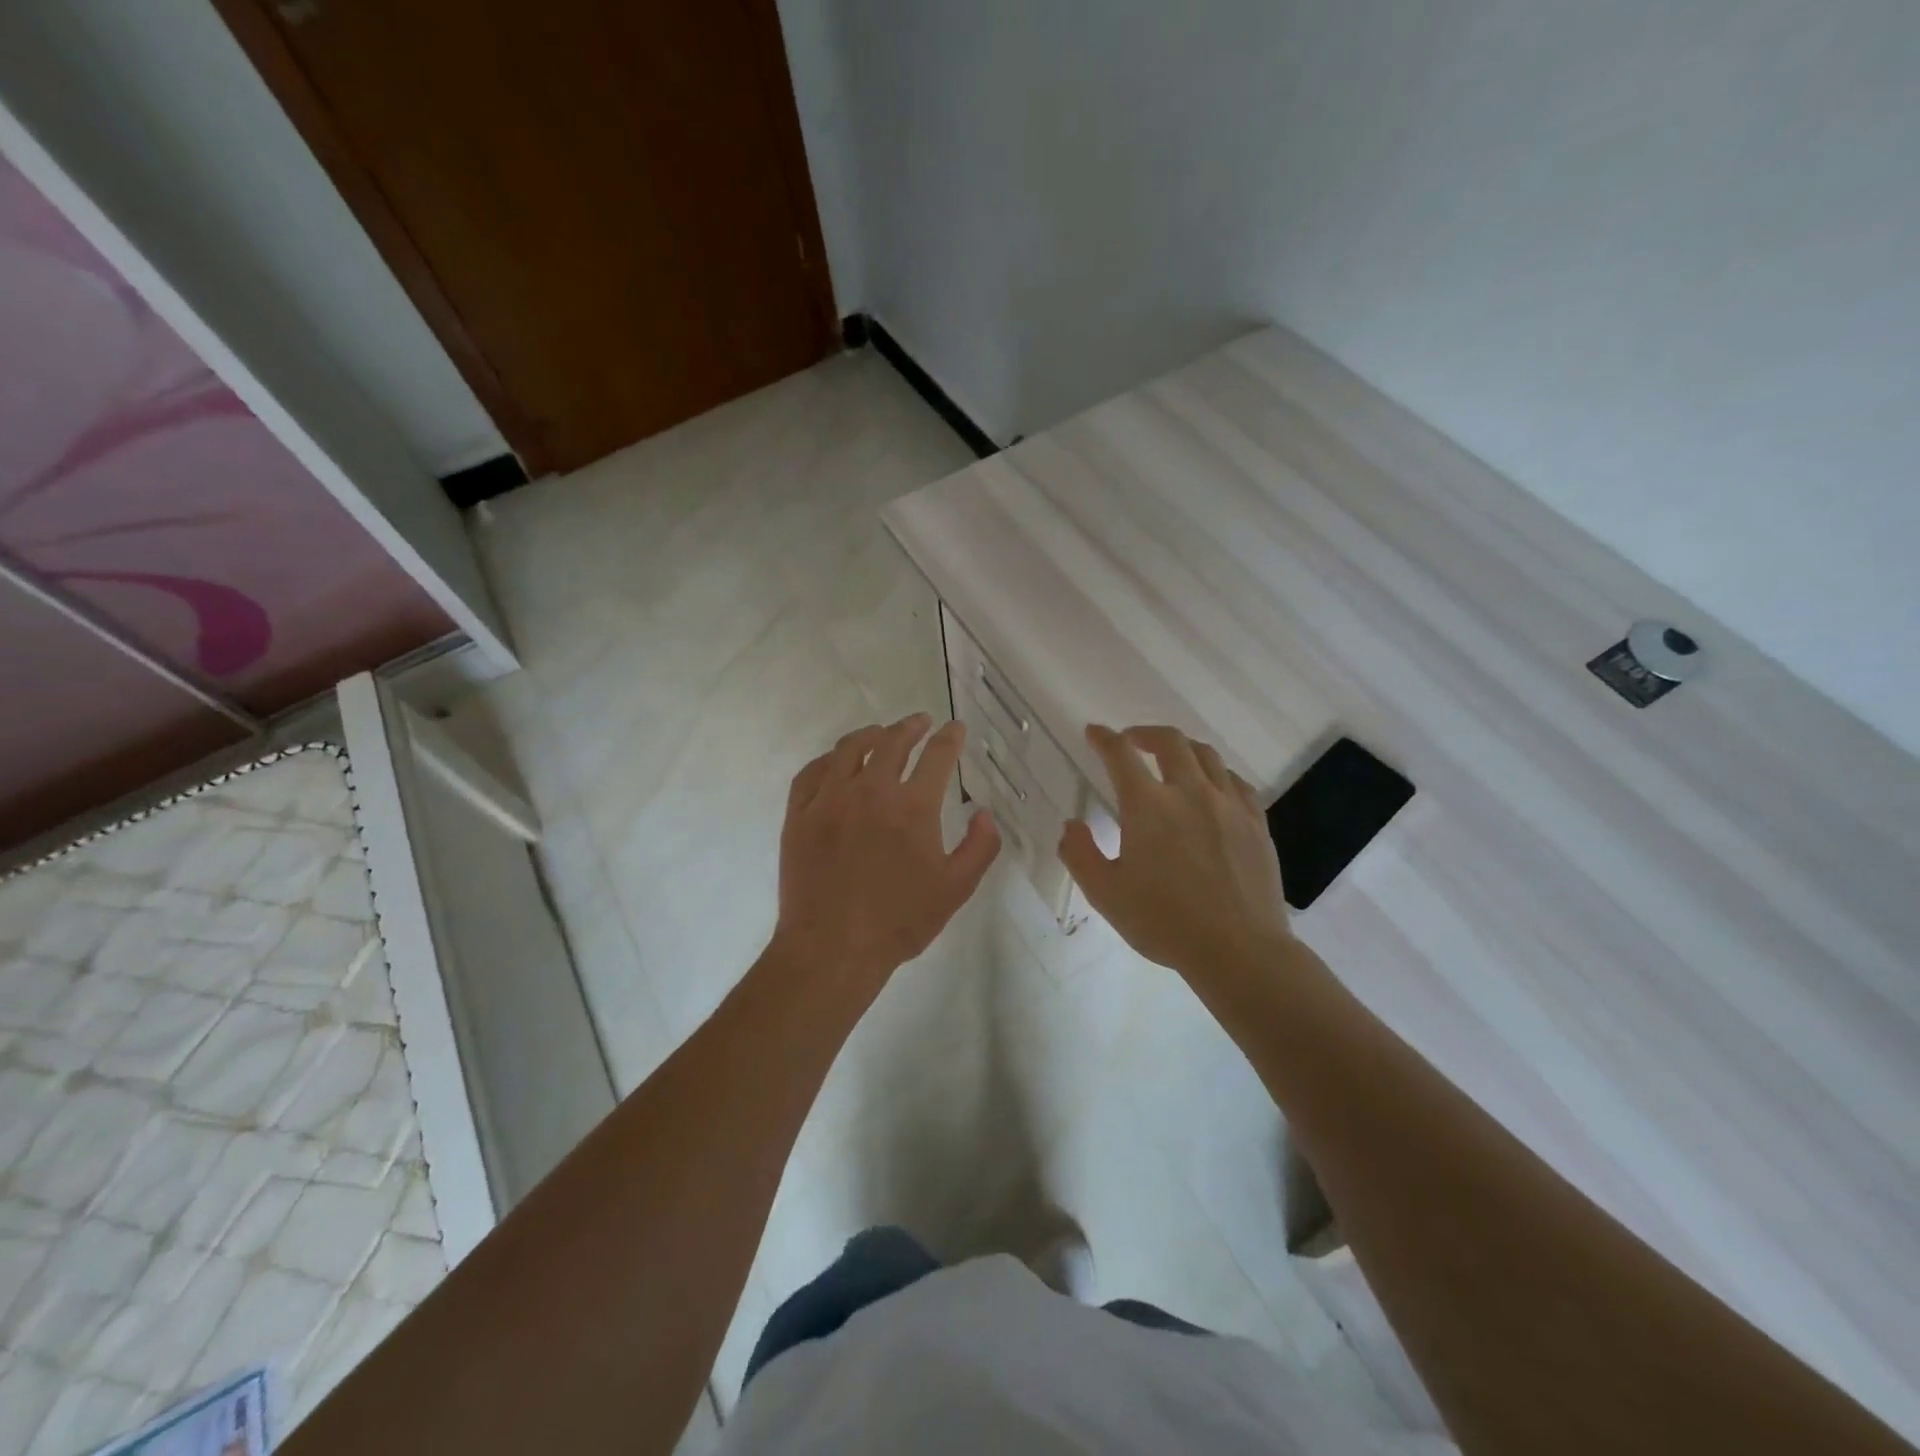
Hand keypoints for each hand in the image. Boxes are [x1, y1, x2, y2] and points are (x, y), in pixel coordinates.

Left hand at [771, 714, 1000, 998]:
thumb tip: (986, 814)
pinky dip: (828, 759)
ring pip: (849, 749)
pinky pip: (811, 772)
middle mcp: (871, 791)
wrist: (832, 948)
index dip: (950, 737)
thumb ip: (979, 848)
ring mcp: (829, 800)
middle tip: (921, 722)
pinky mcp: (798, 815)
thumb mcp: (955, 890)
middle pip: (892, 742)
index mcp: (913, 807)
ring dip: (870, 735)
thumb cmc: (899, 921)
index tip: (956, 728)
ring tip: (880, 733)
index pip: (937, 756)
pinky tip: (835, 762)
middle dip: (911, 727)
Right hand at [1058, 725, 1293, 983]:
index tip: (1094, 733)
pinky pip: (1236, 782)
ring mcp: (1228, 805)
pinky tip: (1212, 787)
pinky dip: (1217, 773)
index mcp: (1148, 806)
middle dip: (1145, 734)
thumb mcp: (1106, 894)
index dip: (1104, 739)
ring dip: (1182, 748)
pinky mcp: (1256, 822)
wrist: (1238, 950)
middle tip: (1132, 741)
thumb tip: (1071, 825)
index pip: (1120, 755)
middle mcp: (1189, 792)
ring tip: (1171, 757)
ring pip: (1207, 756)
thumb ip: (1080, 854)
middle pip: (1170, 742)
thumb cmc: (1164, 922)